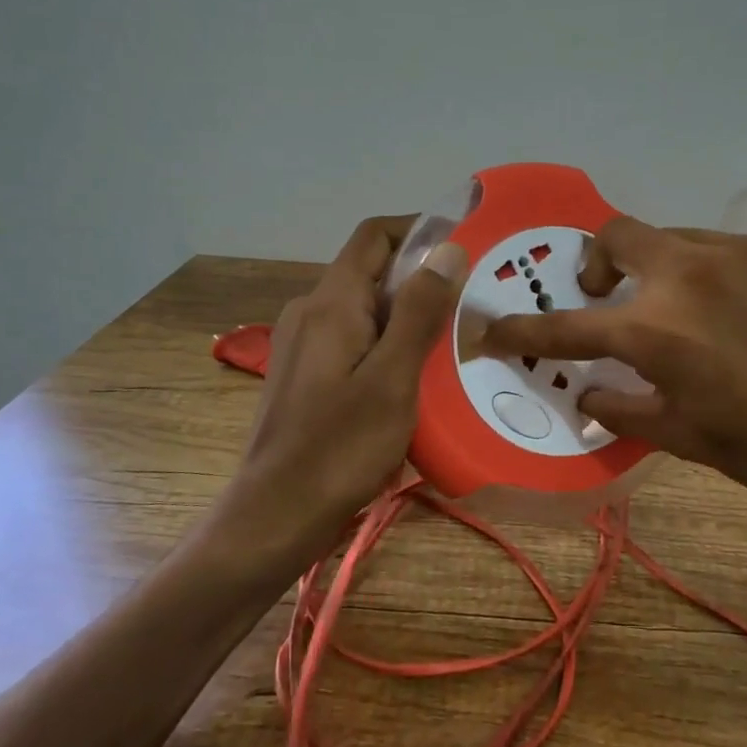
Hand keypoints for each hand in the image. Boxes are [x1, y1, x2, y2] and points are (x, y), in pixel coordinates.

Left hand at [234, 216, 466, 565]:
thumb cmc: (339, 448)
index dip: (418, 229)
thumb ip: (419, 311)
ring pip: (364, 310)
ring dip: (407, 316)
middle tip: (471, 303)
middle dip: (421, 280)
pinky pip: (354, 342)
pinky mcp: (306, 376)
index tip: (464, 245)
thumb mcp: (393, 378)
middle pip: (370, 273)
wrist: (275, 517)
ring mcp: (303, 346)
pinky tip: (416, 378)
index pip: (374, 236)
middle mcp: (310, 312)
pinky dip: (388, 345)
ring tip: (453, 342)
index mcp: (330, 303)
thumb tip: (448, 248)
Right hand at [479, 218, 746, 568]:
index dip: (521, 329)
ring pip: (681, 238)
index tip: (491, 329)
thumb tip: (588, 389)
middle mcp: (691, 272)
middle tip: (609, 295)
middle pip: (617, 234)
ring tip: (695, 311)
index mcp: (656, 329)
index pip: (566, 324)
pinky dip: (729, 275)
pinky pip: (740, 248)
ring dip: (668, 269)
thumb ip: (621, 407)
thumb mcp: (682, 438)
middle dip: (599, 263)